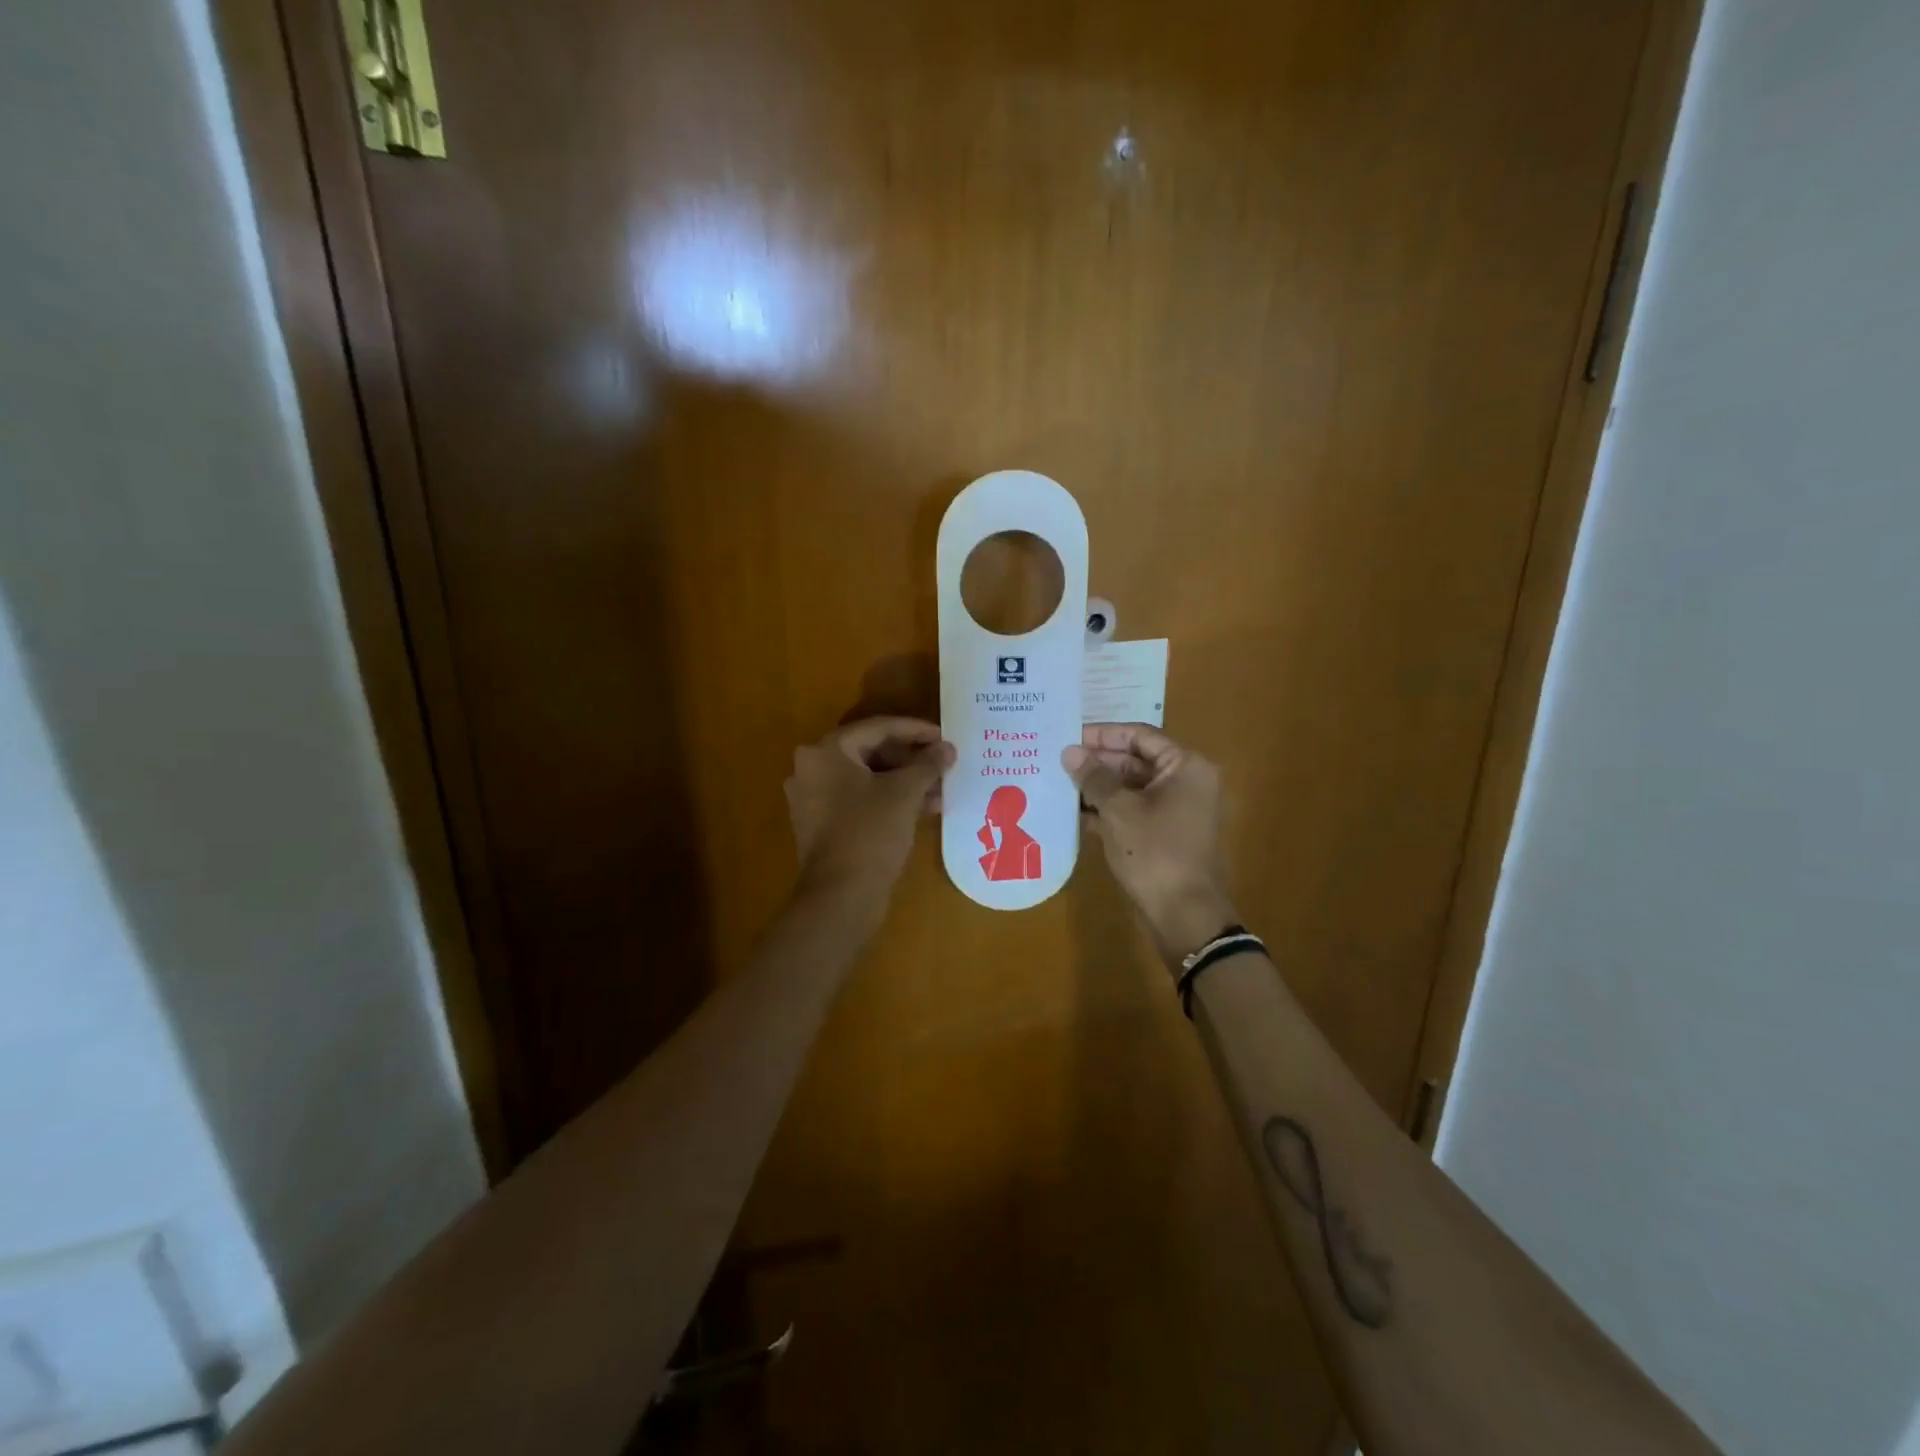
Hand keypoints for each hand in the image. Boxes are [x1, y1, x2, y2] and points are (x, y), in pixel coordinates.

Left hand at [786, 717, 953, 899]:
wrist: (840, 896)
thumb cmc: (871, 833)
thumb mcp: (905, 793)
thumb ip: (928, 764)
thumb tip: (947, 748)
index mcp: (825, 751)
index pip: (877, 728)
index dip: (916, 730)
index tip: (945, 737)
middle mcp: (812, 769)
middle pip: (870, 752)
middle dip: (911, 759)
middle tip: (943, 764)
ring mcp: (814, 799)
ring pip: (867, 778)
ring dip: (904, 782)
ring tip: (941, 790)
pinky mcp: (822, 825)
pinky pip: (859, 800)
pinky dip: (888, 800)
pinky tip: (922, 809)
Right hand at [1063, 724, 1238, 960]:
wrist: (1183, 914)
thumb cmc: (1154, 852)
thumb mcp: (1118, 810)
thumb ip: (1094, 777)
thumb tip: (1069, 752)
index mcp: (1185, 767)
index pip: (1140, 736)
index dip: (1103, 735)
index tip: (1069, 736)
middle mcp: (1185, 783)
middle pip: (1135, 761)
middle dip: (1097, 762)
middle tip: (1057, 760)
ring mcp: (1175, 810)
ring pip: (1130, 788)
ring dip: (1097, 787)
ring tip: (1058, 783)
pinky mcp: (1162, 834)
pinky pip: (1131, 811)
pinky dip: (1105, 810)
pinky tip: (1072, 813)